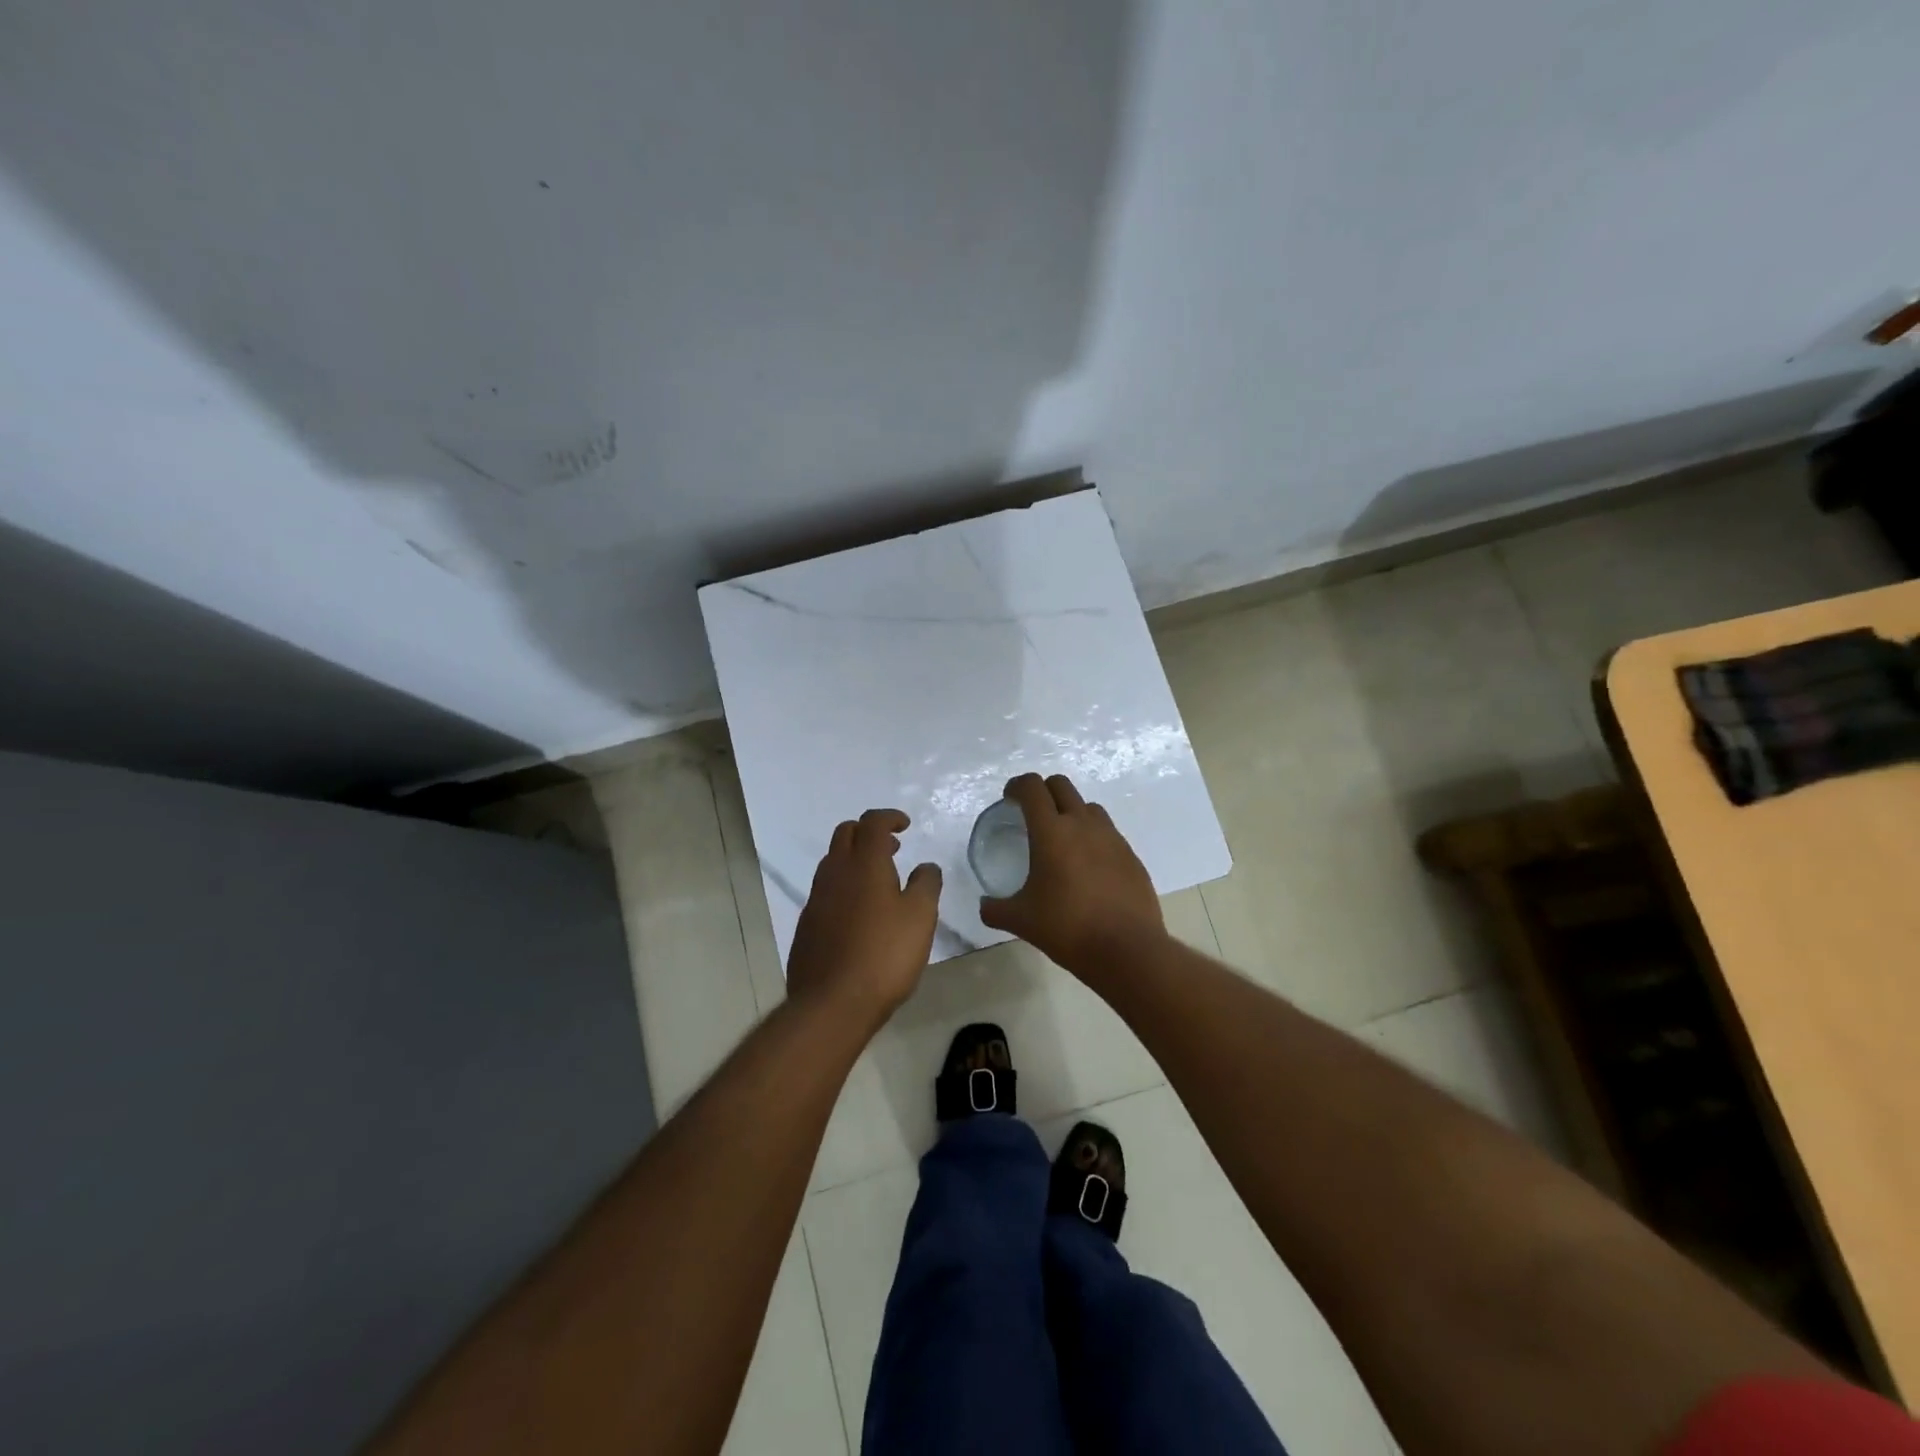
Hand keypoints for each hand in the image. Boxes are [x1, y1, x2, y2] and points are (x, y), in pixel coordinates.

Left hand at [786, 808, 941, 1026]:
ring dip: (854, 859)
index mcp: (863, 864)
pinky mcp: (806, 925)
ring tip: (879, 881)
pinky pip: (825, 891)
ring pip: (832, 862)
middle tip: (892, 848)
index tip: (905, 825)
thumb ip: (926, 884)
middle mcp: (834, 873)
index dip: (889, 817)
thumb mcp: (920, 917)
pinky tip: (859, 914)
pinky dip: (843, 886)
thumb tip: (926, 866)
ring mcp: (815, 899)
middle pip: (845, 834)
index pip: (872, 822)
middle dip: (868, 832)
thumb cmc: (884, 955)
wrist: (832, 1003)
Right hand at [978, 773, 1164, 975]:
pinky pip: (1108, 833)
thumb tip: (985, 906)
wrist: (1127, 949)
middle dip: (1043, 791)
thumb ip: (995, 909)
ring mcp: (1111, 837)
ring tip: (1062, 841)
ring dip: (1071, 812)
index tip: (1009, 799)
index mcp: (1051, 831)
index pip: (1032, 787)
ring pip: (1087, 807)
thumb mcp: (1021, 921)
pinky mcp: (1130, 855)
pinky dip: (1093, 838)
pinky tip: (1088, 868)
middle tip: (1032, 815)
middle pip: (1061, 785)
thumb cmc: (1067, 928)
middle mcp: (1082, 824)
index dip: (1017, 786)